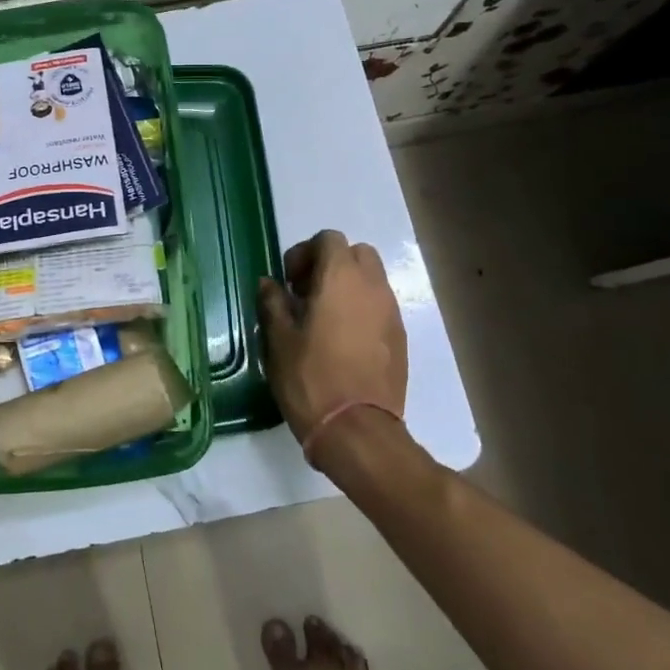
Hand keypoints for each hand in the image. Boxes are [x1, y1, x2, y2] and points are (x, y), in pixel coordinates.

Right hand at [258, 230, 406, 466]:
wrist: (357, 430)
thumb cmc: (310, 378)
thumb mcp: (279, 339)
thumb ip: (273, 302)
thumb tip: (269, 283)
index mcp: (341, 278)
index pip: (329, 239)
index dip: (305, 253)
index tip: (288, 282)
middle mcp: (373, 286)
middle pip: (356, 253)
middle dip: (331, 265)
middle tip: (307, 294)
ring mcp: (391, 312)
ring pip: (371, 280)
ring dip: (348, 287)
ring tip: (323, 319)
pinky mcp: (400, 338)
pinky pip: (380, 307)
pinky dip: (362, 310)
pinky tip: (343, 341)